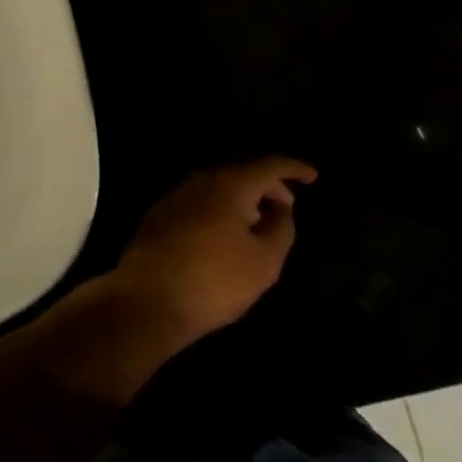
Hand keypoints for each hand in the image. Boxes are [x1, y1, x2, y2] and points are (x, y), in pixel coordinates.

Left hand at [108, 157, 317, 347]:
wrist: (148, 297)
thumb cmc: (214, 280)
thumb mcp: (263, 262)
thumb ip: (280, 228)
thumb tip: (280, 207)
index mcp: (231, 183)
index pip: (269, 165)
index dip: (293, 168)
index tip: (312, 175)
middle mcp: (203, 178)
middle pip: (243, 172)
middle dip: (268, 185)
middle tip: (288, 205)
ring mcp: (178, 193)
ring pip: (220, 185)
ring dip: (244, 198)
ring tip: (259, 221)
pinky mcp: (163, 212)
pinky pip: (202, 200)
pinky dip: (222, 207)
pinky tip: (226, 233)